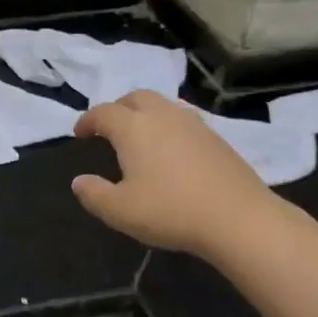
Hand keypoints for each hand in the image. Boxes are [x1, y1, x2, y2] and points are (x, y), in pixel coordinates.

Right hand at [72, 91, 275, 255]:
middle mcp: (163, 116)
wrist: (238, 218)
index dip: (88, 120)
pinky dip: (168, 126)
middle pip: (136, 98)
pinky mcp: (216, 138)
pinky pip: (183, 120)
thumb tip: (79, 181)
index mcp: (134, 128)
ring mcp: (194, 124)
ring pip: (163, 105)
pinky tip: (170, 149)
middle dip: (118, 108)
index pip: (104, 112)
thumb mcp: (119, 211)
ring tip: (140, 135)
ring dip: (145, 114)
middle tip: (109, 128)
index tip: (80, 134)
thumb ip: (93, 194)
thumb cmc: (170, 211)